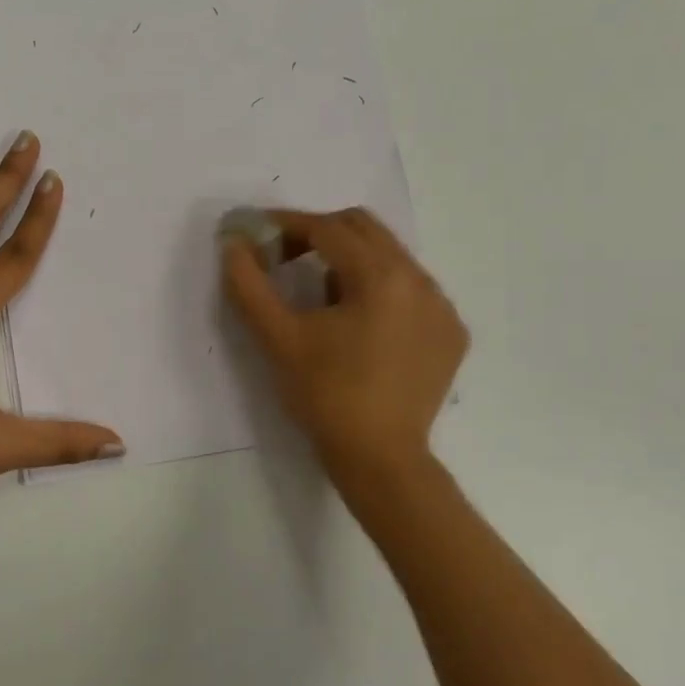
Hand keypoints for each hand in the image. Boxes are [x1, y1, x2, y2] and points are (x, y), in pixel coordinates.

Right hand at [221, 208, 466, 489]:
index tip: (256, 233)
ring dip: (349, 261)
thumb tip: (232, 242)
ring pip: (389, 257)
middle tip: (284, 257)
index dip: (286, 225)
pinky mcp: (451, 332)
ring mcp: (442, 307)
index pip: (327, 228)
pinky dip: (379, 289)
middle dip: (319, 234)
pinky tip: (359, 325)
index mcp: (381, 276)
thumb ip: (249, 283)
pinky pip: (411, 289)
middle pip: (363, 229)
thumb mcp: (278, 337)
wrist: (381, 460)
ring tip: (320, 299)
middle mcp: (420, 280)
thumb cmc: (325, 395)